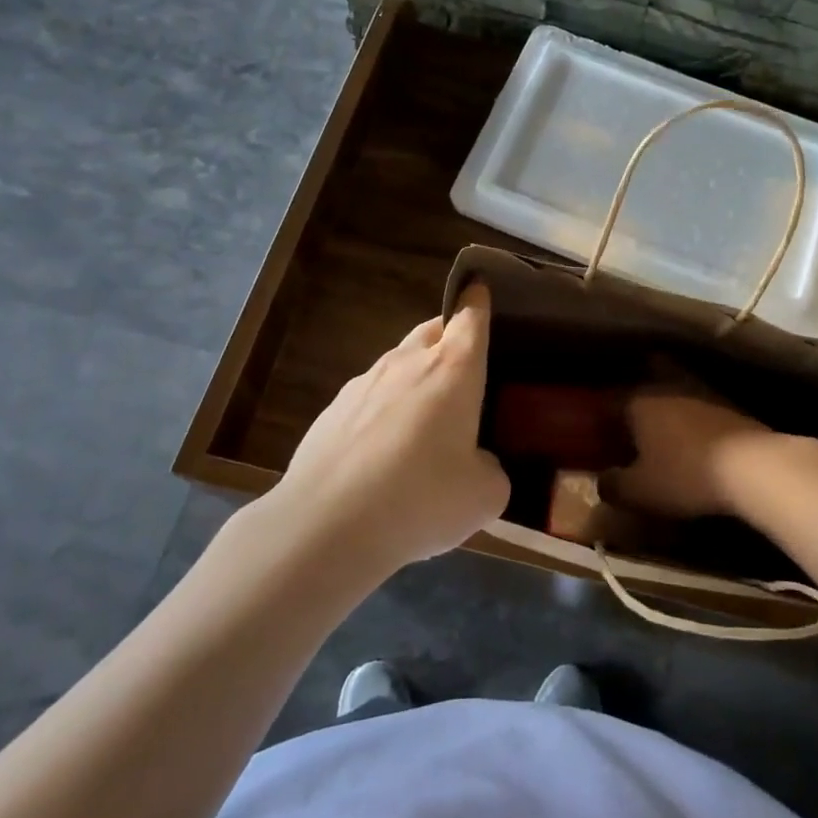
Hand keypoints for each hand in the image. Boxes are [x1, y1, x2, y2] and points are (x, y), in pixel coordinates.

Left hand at [279, 283, 508, 568]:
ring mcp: (364, 383)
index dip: (479, 300)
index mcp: (453, 368)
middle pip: (433, 330)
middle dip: (450, 337)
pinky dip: (384, 412)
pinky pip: (370, 398)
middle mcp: (408, 362)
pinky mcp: (332, 410)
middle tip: (466, 368)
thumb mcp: (484, 495)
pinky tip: (383, 455)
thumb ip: (492, 470)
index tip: (483, 292)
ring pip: (399, 363)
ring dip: (416, 378)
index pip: (471, 314)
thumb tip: (478, 464)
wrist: (325, 525)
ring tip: (425, 423)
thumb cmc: (421, 498)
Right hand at [608, 387, 780, 520]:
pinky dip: (694, 423)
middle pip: (645, 390)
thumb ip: (613, 486)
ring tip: (665, 437)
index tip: (598, 435)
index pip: (611, 402)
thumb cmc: (685, 475)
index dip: (602, 419)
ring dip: (669, 412)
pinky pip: (700, 410)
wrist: (752, 466)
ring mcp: (702, 395)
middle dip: (637, 405)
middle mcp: (667, 389)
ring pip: (675, 396)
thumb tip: (601, 482)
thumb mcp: (640, 491)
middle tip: (631, 428)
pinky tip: (696, 442)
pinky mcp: (730, 407)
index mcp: (639, 402)